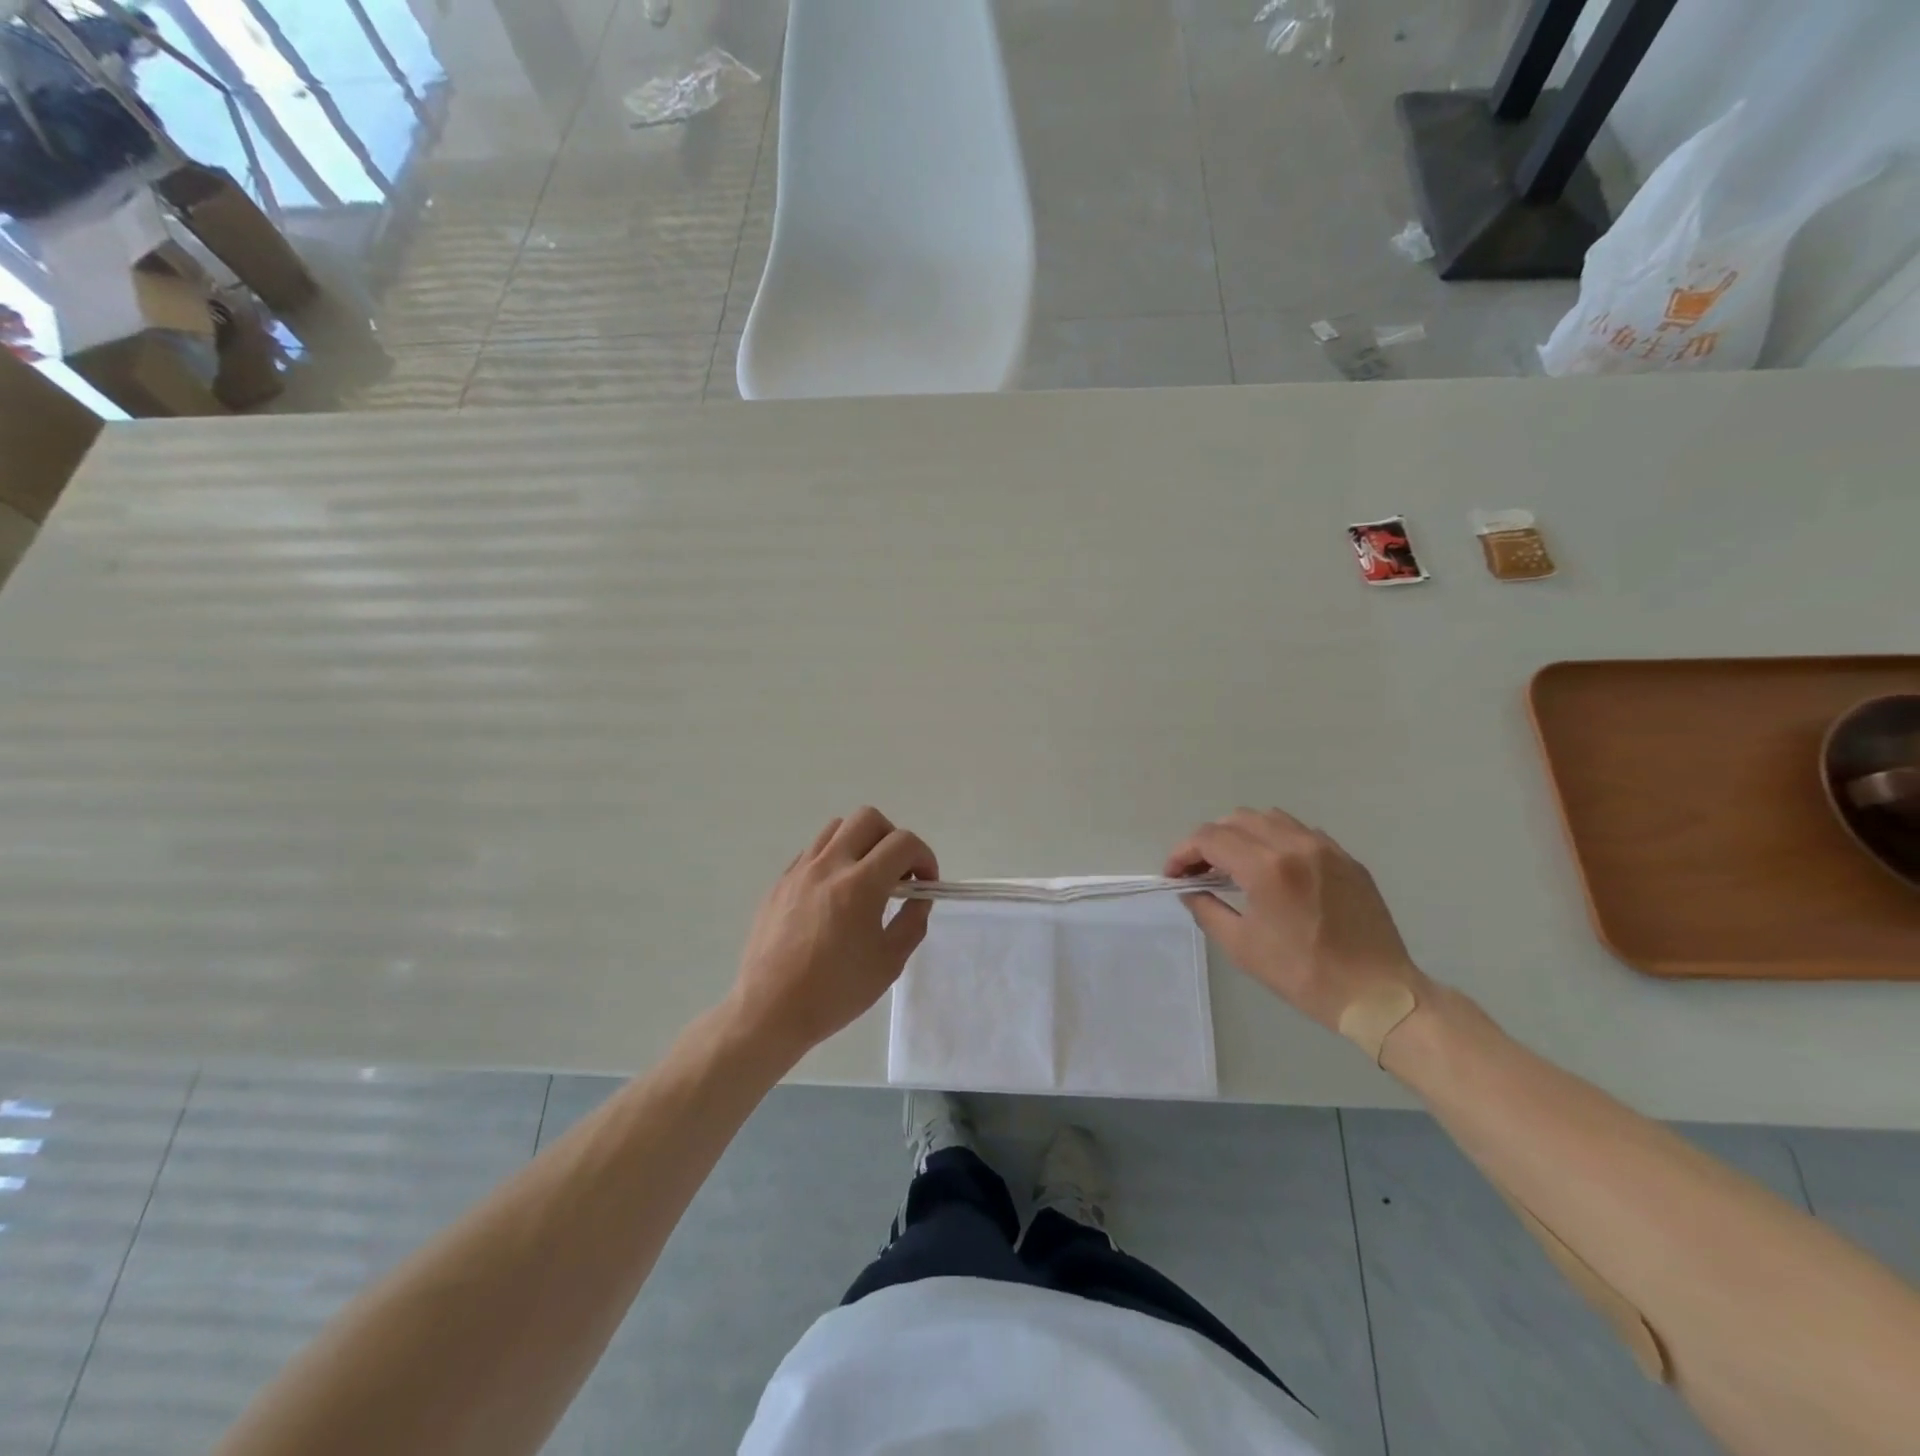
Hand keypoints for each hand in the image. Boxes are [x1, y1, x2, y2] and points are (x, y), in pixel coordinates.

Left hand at [728, 807, 938, 1059]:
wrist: (769, 1010)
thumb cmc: (835, 992)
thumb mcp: (889, 962)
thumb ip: (912, 921)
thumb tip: (918, 896)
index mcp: (860, 884)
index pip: (903, 842)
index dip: (924, 857)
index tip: (925, 883)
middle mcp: (829, 865)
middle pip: (868, 818)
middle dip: (892, 838)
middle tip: (897, 873)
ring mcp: (799, 870)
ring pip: (837, 828)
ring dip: (860, 842)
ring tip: (865, 878)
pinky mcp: (780, 882)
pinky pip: (812, 851)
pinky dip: (833, 859)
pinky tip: (834, 895)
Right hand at [1164, 808, 1424, 1032]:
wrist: (1377, 993)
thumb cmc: (1303, 973)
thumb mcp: (1241, 946)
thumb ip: (1207, 909)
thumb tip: (1191, 890)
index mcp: (1267, 867)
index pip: (1210, 838)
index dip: (1184, 852)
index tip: (1174, 875)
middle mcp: (1295, 845)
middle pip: (1237, 819)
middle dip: (1210, 840)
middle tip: (1200, 870)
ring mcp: (1325, 848)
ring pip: (1270, 818)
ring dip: (1242, 834)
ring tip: (1234, 864)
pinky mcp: (1347, 858)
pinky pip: (1300, 832)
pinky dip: (1275, 840)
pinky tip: (1273, 869)